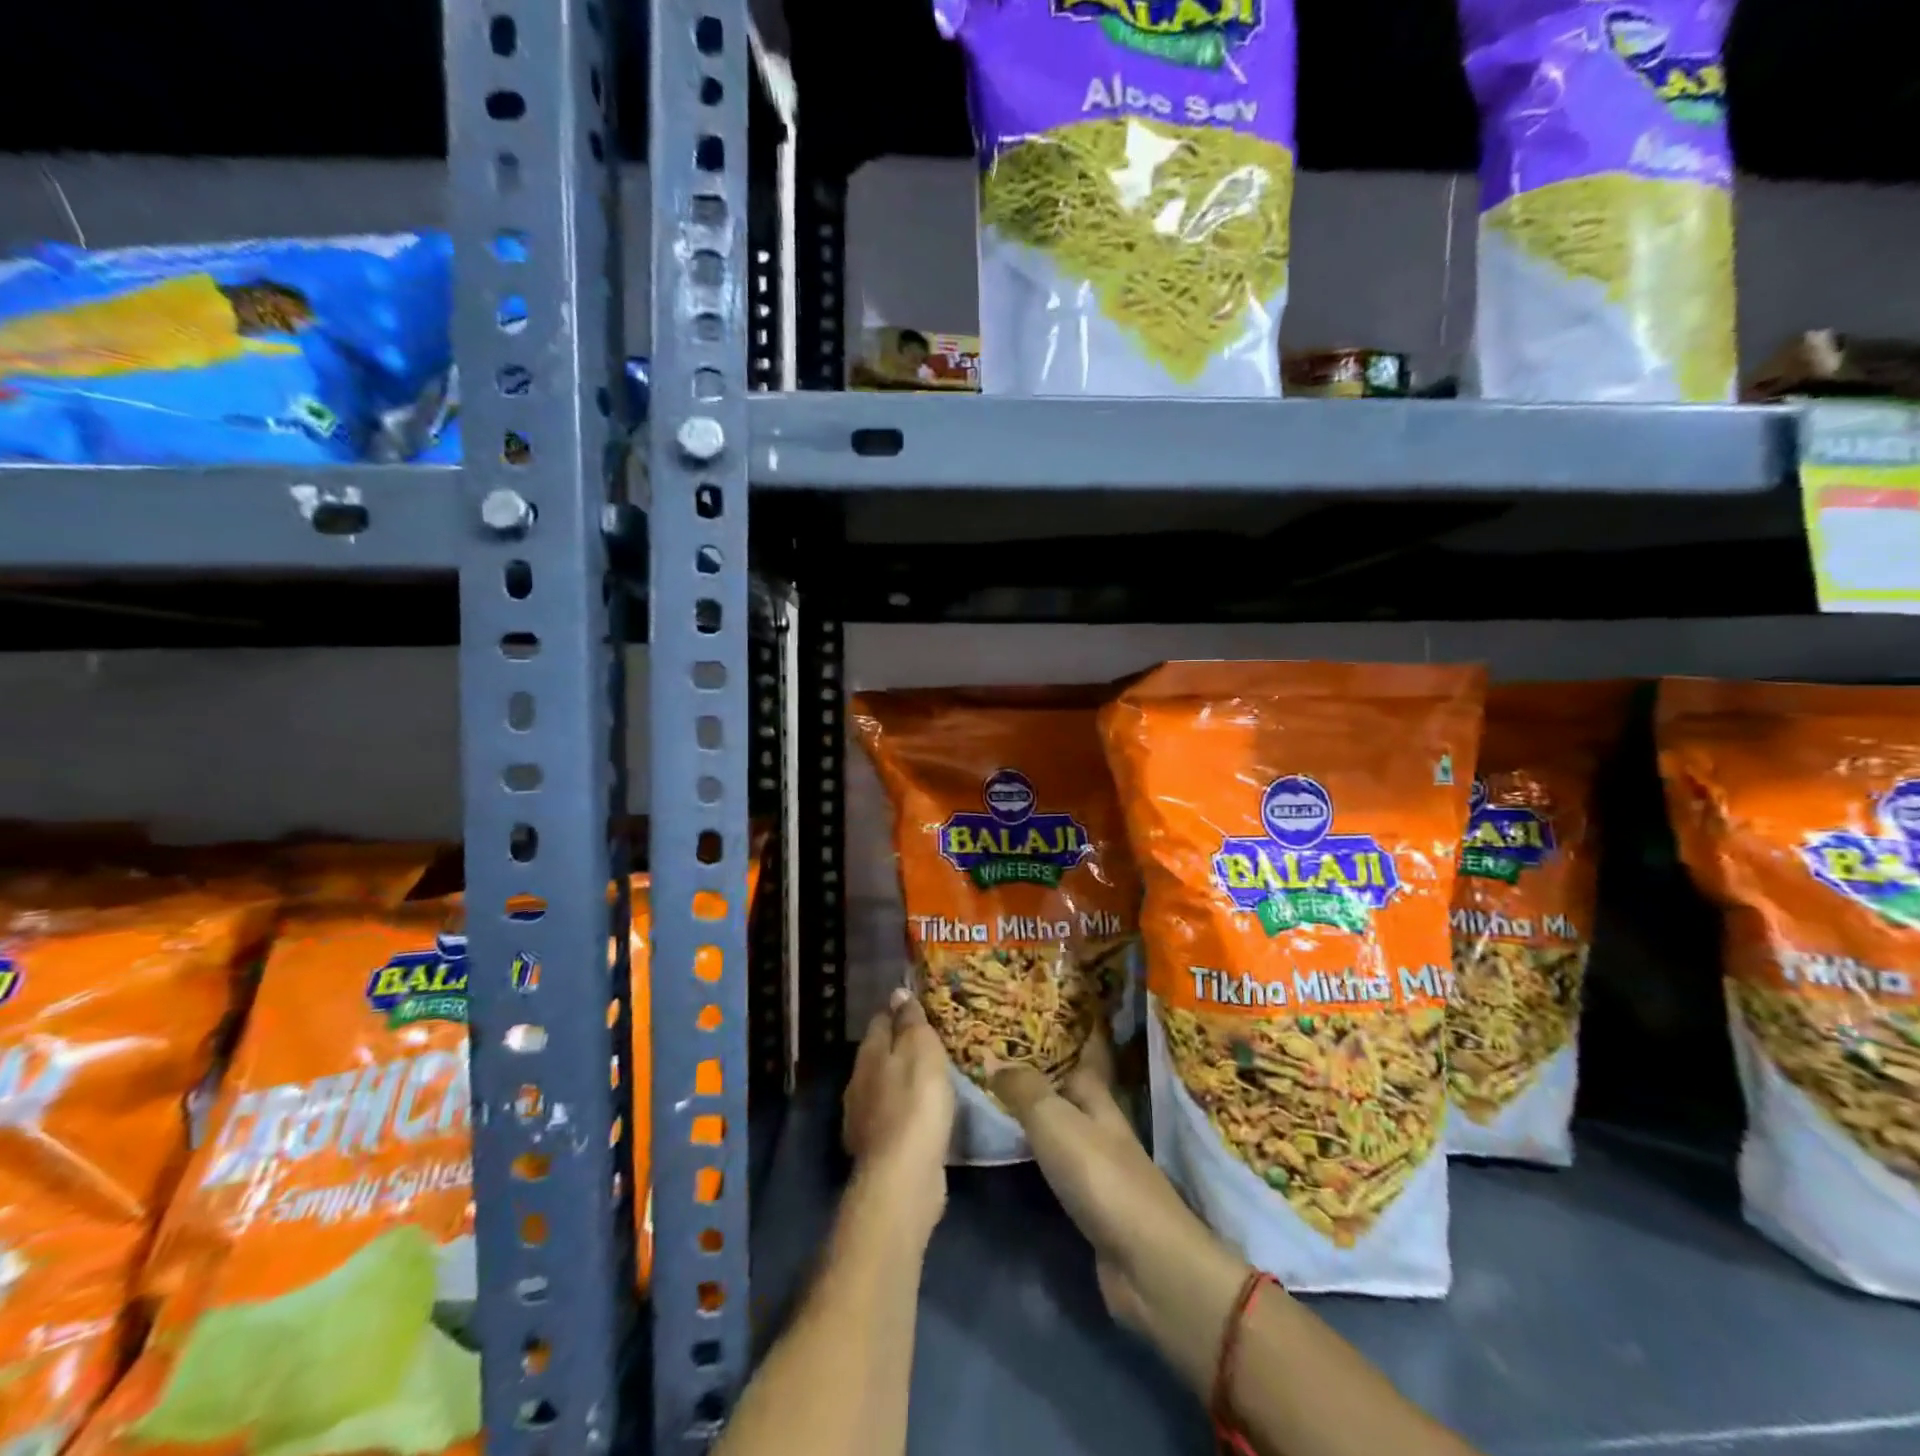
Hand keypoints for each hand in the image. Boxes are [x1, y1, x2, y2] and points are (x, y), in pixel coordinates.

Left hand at [843, 988, 955, 1239]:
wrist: (903, 1176)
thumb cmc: (916, 1101)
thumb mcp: (920, 1049)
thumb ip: (909, 1021)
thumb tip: (897, 992)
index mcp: (869, 1054)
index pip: (879, 1020)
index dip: (898, 1013)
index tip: (919, 1011)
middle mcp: (858, 1083)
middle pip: (878, 1055)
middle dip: (898, 1048)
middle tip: (929, 1046)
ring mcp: (864, 1119)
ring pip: (883, 1088)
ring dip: (901, 1083)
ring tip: (929, 1081)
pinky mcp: (877, 1150)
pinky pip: (892, 1119)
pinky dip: (905, 1113)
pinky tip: (922, 1118)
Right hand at [990, 1032, 1241, 1347]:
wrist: (1145, 1262)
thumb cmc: (1101, 1176)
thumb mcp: (1055, 1121)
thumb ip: (1024, 1089)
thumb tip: (991, 1056)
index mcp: (1096, 1095)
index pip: (1080, 1050)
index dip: (1060, 1029)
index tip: (1032, 1009)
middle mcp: (1098, 1123)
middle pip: (1066, 1086)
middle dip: (1037, 1068)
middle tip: (994, 1048)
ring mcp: (1096, 1163)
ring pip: (1058, 1122)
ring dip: (1032, 1108)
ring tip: (992, 1090)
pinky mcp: (1088, 1201)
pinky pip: (1053, 1161)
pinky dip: (1033, 1149)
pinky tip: (1009, 1147)